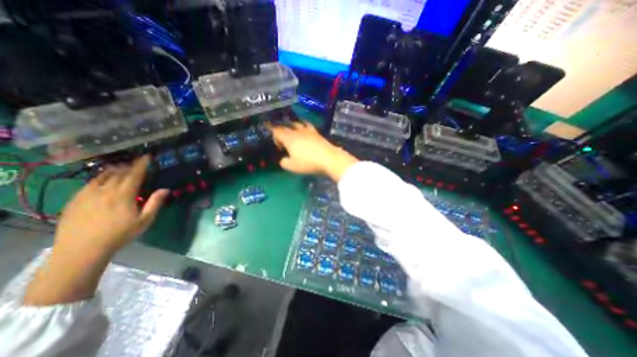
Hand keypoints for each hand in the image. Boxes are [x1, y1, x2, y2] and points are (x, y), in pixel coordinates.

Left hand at [56, 157, 168, 256]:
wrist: (82, 250)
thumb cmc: (119, 234)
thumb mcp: (144, 220)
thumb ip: (155, 203)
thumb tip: (165, 189)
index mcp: (123, 195)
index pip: (134, 175)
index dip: (141, 164)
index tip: (146, 156)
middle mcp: (104, 191)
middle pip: (118, 174)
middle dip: (129, 167)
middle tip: (136, 164)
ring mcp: (86, 195)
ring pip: (102, 177)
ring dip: (114, 171)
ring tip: (121, 169)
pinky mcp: (74, 201)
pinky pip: (89, 184)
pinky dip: (99, 179)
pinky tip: (102, 182)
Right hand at [269, 121, 356, 180]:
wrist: (329, 159)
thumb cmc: (308, 163)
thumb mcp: (292, 167)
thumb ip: (284, 162)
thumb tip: (283, 159)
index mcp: (289, 138)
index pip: (277, 131)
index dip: (274, 136)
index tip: (278, 146)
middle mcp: (297, 131)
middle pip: (286, 126)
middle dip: (281, 132)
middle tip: (283, 141)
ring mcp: (308, 130)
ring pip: (297, 123)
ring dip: (292, 126)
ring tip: (292, 132)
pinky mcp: (317, 132)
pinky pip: (307, 125)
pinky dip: (303, 125)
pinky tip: (305, 130)